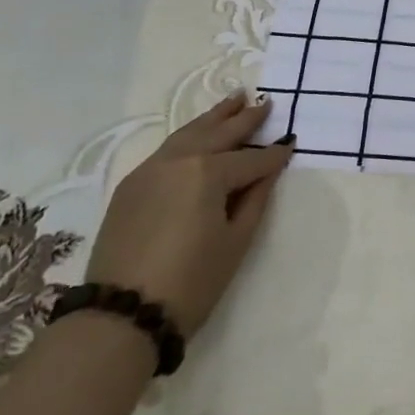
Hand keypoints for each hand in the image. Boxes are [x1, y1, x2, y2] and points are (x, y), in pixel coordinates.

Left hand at [83, 93, 292, 335]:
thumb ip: (255, 198)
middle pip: (218, 133)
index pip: (251, 159)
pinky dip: (189, 135)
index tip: (292, 144)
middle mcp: (178, 160)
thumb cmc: (191, 281)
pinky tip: (199, 134)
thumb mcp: (235, 241)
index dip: (274, 156)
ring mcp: (150, 169)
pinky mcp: (132, 185)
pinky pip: (168, 149)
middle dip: (245, 120)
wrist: (122, 315)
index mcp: (208, 172)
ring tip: (233, 100)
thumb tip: (268, 170)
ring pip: (189, 132)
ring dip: (214, 117)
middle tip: (265, 102)